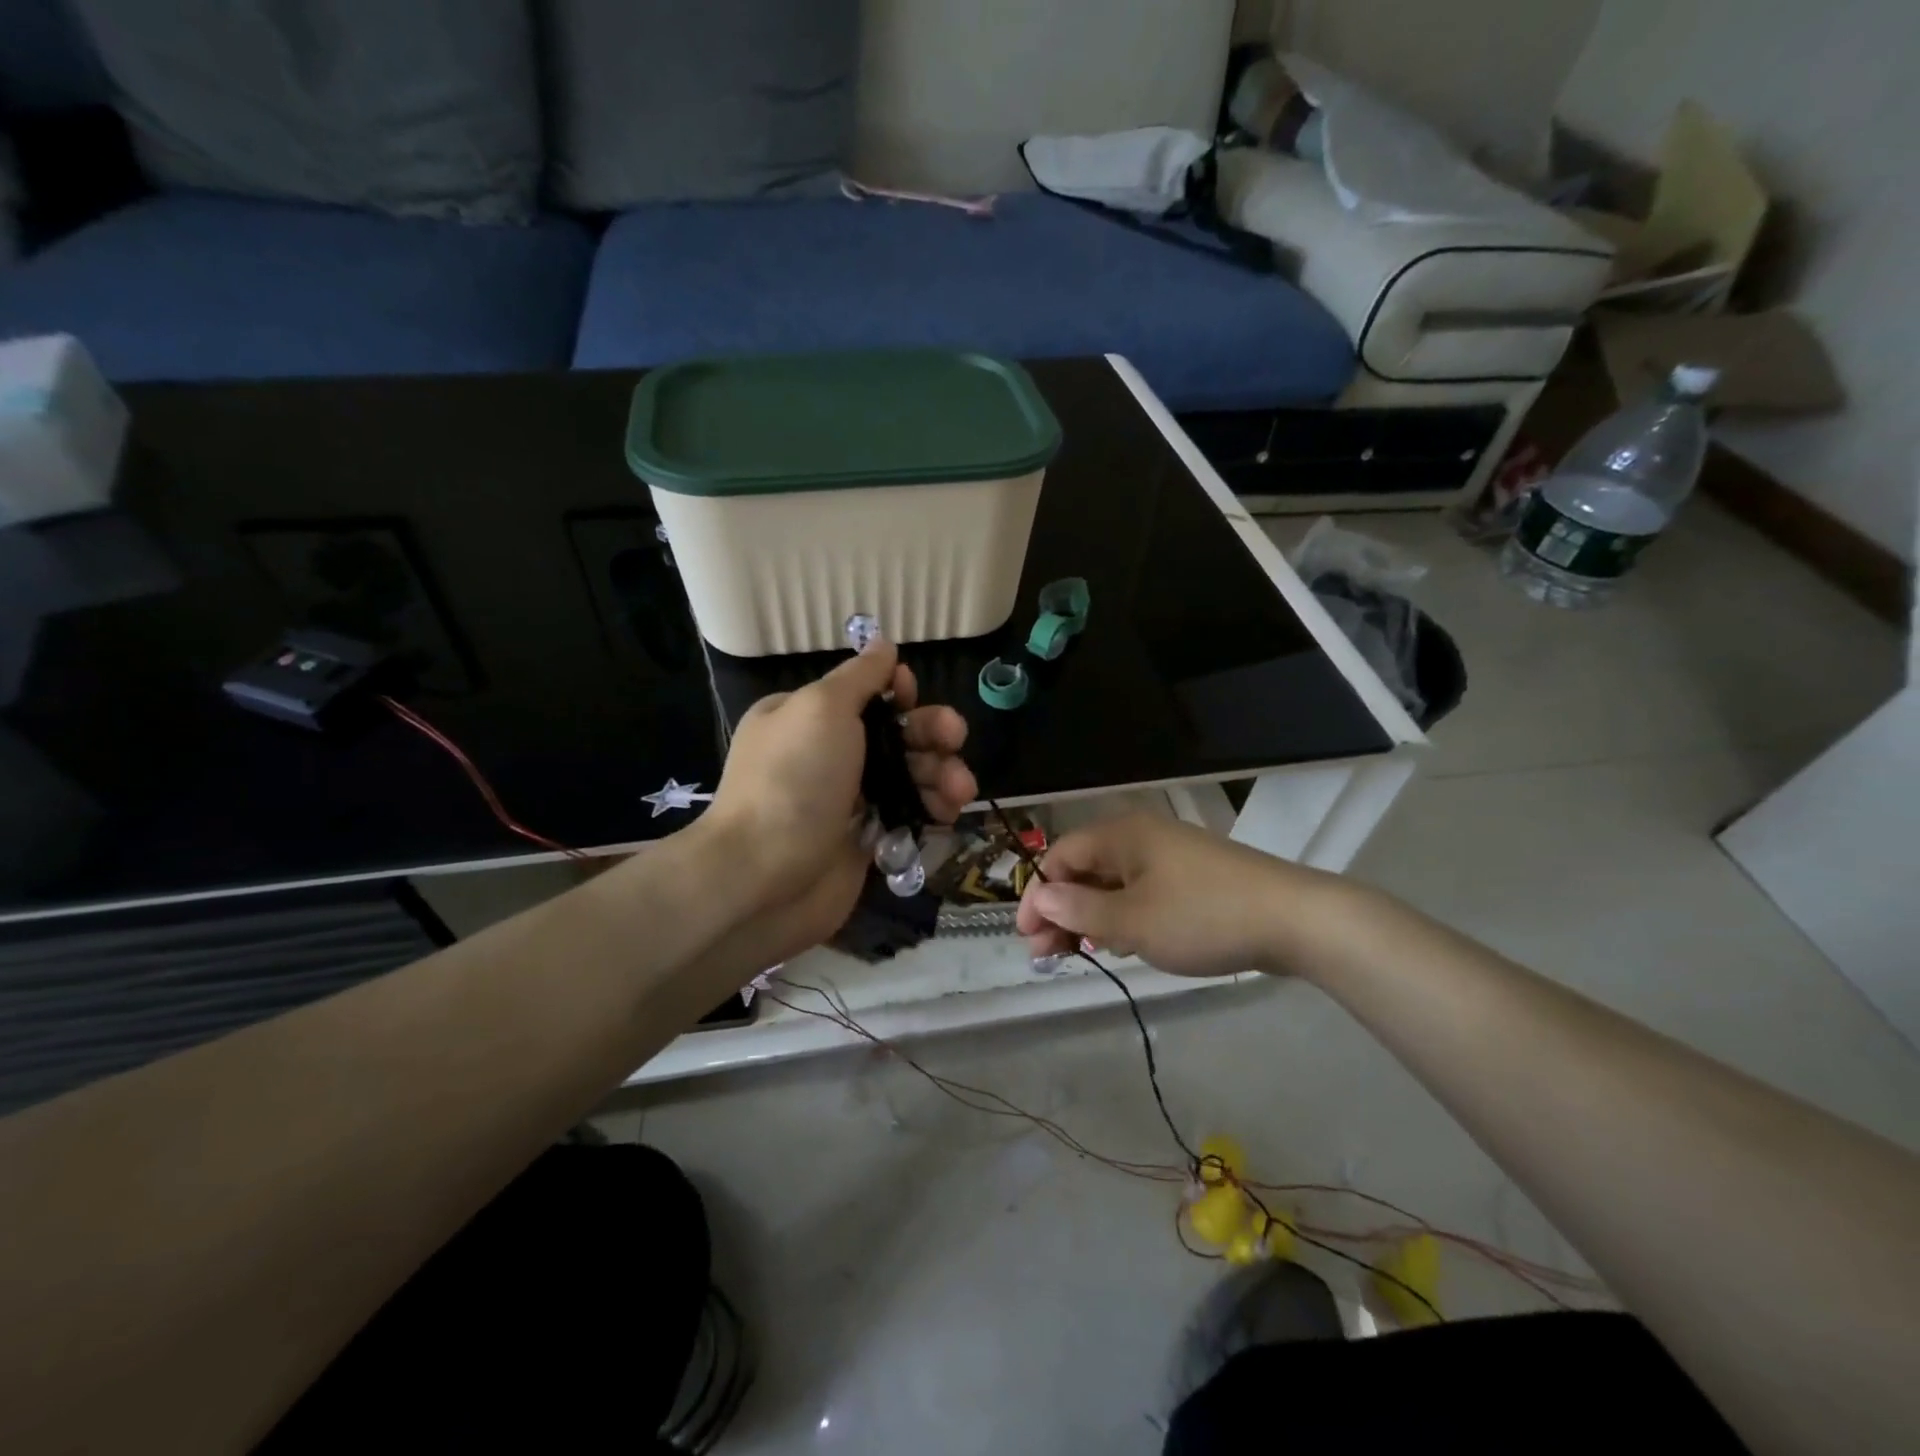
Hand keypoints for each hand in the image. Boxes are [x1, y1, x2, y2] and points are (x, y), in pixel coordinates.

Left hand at [699, 639, 975, 957]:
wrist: (764, 878)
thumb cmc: (793, 780)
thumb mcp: (822, 708)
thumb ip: (859, 676)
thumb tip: (883, 643)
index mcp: (807, 717)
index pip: (863, 694)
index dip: (896, 692)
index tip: (912, 696)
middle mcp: (827, 754)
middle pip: (895, 733)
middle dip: (931, 732)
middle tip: (956, 739)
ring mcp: (847, 800)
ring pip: (909, 775)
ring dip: (942, 774)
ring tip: (960, 790)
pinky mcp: (866, 839)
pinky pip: (909, 814)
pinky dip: (932, 810)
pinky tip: (948, 815)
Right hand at [1016, 815, 1337, 978]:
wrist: (1294, 920)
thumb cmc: (1202, 916)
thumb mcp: (1132, 921)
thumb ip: (1080, 909)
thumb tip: (1039, 897)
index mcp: (1122, 835)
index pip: (1061, 856)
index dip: (1038, 894)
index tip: (1028, 936)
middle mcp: (1141, 837)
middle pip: (1085, 870)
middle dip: (1061, 911)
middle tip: (1046, 955)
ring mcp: (1169, 857)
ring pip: (1113, 884)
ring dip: (1089, 917)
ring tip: (1078, 954)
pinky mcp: (1192, 879)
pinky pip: (1141, 893)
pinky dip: (1122, 917)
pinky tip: (1120, 944)